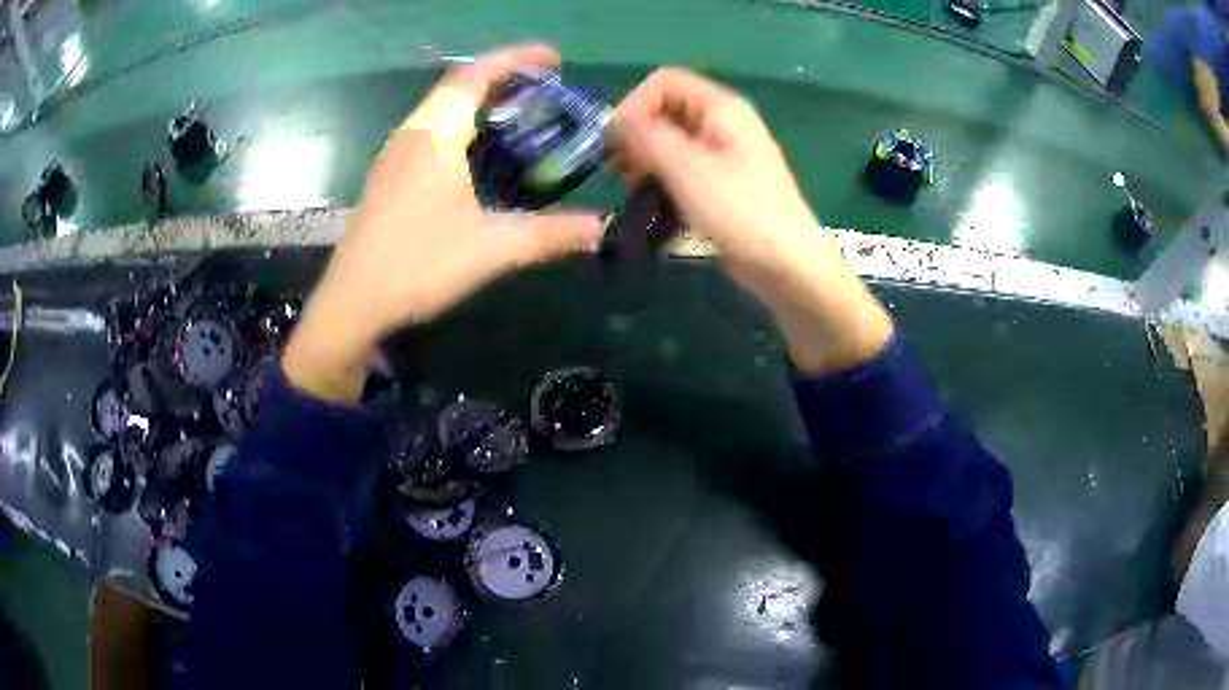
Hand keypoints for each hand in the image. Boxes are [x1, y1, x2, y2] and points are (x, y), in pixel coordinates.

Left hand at [284, 45, 604, 403]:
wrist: (352, 305)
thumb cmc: (417, 267)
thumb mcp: (490, 249)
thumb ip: (550, 235)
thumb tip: (603, 229)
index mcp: (435, 136)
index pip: (476, 75)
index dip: (516, 59)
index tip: (554, 58)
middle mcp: (411, 134)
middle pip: (457, 85)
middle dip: (502, 76)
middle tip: (544, 87)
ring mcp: (394, 155)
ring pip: (440, 107)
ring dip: (479, 99)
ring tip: (517, 112)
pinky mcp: (387, 177)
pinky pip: (428, 130)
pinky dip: (460, 123)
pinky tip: (476, 151)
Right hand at [611, 68, 892, 374]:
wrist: (787, 265)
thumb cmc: (740, 211)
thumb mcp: (687, 168)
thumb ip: (646, 136)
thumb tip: (614, 121)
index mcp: (721, 108)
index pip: (664, 82)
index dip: (634, 105)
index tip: (616, 143)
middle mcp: (722, 123)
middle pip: (665, 110)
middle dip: (636, 135)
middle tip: (617, 170)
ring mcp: (724, 154)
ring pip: (671, 141)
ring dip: (645, 160)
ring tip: (633, 190)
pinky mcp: (722, 183)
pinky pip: (682, 167)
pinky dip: (662, 179)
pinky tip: (652, 203)